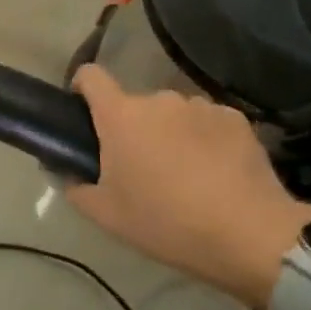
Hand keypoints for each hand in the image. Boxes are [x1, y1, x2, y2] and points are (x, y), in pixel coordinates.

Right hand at [65, 65, 310, 306]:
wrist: (248, 234)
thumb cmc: (166, 223)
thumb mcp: (106, 215)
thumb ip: (74, 185)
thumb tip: (62, 169)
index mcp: (121, 116)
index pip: (90, 76)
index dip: (82, 88)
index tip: (84, 112)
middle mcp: (159, 99)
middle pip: (135, 104)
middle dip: (133, 128)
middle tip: (141, 169)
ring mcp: (200, 105)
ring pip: (173, 114)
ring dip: (170, 133)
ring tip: (184, 174)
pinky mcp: (235, 117)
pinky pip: (207, 122)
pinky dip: (204, 139)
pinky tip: (216, 173)